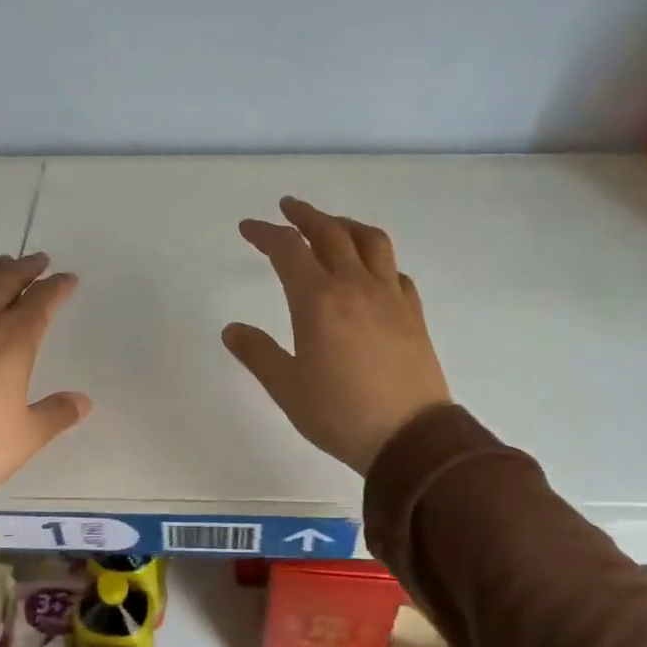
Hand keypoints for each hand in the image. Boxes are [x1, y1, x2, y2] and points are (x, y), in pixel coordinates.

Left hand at [0, 252, 90, 497]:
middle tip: (39, 261)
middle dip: (26, 268)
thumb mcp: (26, 436)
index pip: (41, 301)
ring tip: (0, 264)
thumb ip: (57, 413)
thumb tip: (82, 400)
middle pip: (5, 280)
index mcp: (12, 341)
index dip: (57, 287)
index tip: (68, 279)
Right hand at [223, 197, 451, 474]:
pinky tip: (372, 272)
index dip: (265, 233)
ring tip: (332, 225)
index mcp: (318, 300)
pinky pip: (395, 271)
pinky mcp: (414, 313)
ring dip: (346, 225)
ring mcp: (390, 297)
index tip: (249, 227)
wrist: (411, 438)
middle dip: (305, 215)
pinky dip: (378, 260)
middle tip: (288, 207)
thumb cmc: (340, 413)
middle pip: (330, 232)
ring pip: (370, 242)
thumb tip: (232, 330)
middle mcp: (355, 286)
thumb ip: (258, 353)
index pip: (288, 250)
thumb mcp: (286, 387)